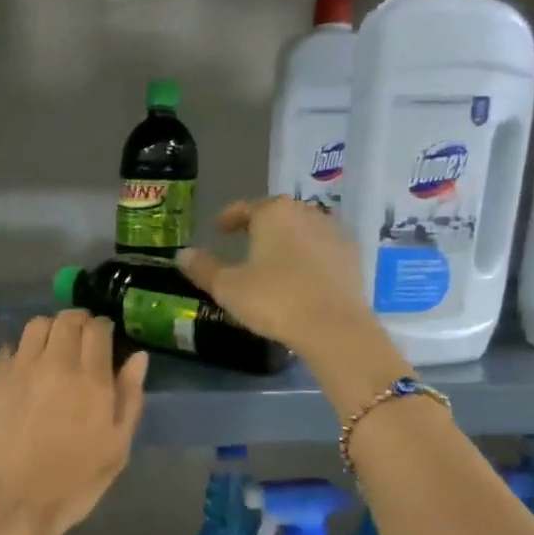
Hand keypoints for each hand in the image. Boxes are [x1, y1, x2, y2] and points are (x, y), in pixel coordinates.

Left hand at [0, 311, 147, 534]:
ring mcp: (18, 369)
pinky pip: (8, 349)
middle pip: (66, 320)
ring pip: (35, 326)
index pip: (98, 329)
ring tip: (52, 348)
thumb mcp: (117, 447)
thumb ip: (129, 397)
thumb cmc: (74, 482)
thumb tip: (138, 357)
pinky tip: (24, 370)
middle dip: (78, 322)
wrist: (13, 502)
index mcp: (90, 378)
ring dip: (49, 330)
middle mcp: (54, 363)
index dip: (103, 328)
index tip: (105, 338)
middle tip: (81, 338)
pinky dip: (21, 350)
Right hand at [176, 197, 390, 365]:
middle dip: (260, 226)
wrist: (333, 327)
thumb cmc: (274, 300)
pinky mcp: (351, 256)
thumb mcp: (228, 287)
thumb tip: (182, 254)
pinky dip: (307, 257)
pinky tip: (300, 276)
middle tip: (245, 243)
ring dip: (286, 241)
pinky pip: (321, 249)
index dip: (229, 218)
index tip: (219, 229)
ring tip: (273, 260)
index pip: (246, 208)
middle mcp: (306, 213)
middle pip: (277, 215)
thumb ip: (203, 268)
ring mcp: (333, 232)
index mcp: (273, 213)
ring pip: (302, 230)